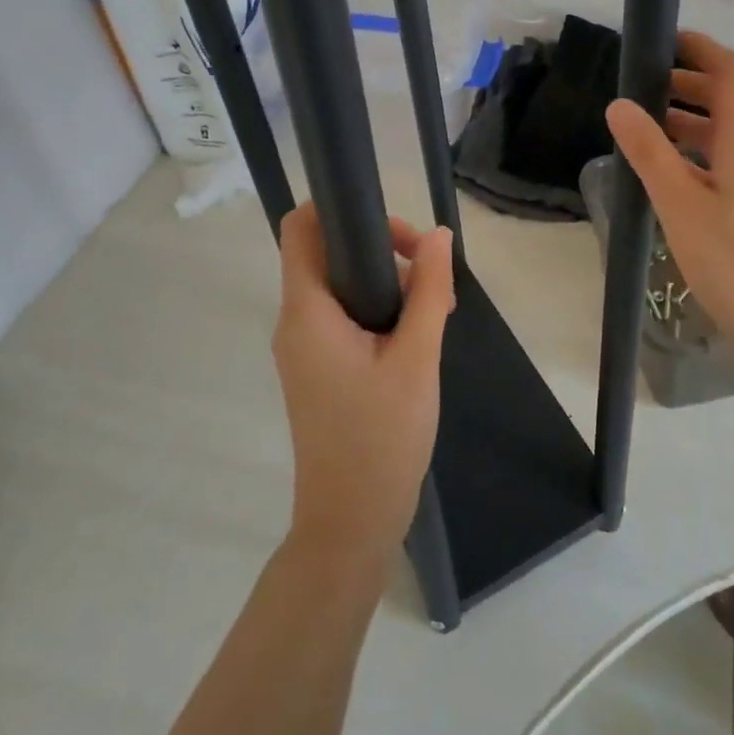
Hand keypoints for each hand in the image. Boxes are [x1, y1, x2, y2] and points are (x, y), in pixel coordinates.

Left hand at [273, 204, 454, 567]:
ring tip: (435, 308)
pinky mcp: (318, 367)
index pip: (301, 228)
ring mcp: (304, 347)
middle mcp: (295, 322)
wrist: (350, 526)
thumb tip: (438, 235)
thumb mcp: (416, 358)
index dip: (340, 208)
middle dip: (380, 247)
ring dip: (386, 281)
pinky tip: (418, 333)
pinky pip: (343, 315)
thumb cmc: (381, 439)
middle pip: (326, 252)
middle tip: (430, 273)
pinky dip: (378, 308)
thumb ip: (428, 291)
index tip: (396, 230)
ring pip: (340, 284)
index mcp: (307, 312)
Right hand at [605, 31, 733, 360]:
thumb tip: (619, 105)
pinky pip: (724, 160)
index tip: (664, 41)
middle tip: (642, 85)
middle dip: (688, 83)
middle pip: (728, 99)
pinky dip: (695, 151)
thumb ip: (649, 152)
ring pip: (725, 132)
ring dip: (689, 119)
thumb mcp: (680, 204)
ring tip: (645, 125)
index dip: (702, 49)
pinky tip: (666, 171)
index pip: (731, 72)